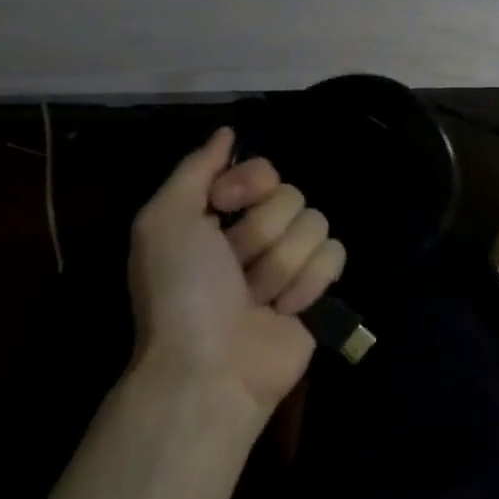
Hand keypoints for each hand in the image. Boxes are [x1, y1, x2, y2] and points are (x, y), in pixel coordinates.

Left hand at [127, 128, 346, 416]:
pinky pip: (335, 255)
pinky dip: (307, 284)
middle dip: (261, 236)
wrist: (210, 368)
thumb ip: (195, 168)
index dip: (249, 184)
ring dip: (280, 266)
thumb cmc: (181, 292)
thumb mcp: (163, 221)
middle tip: (234, 270)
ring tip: (256, 299)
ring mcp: (291, 260)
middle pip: (291, 197)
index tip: (224, 208)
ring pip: (316, 225)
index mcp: (220, 213)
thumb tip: (228, 131)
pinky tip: (283, 310)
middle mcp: (257, 232)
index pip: (264, 168)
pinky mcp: (319, 288)